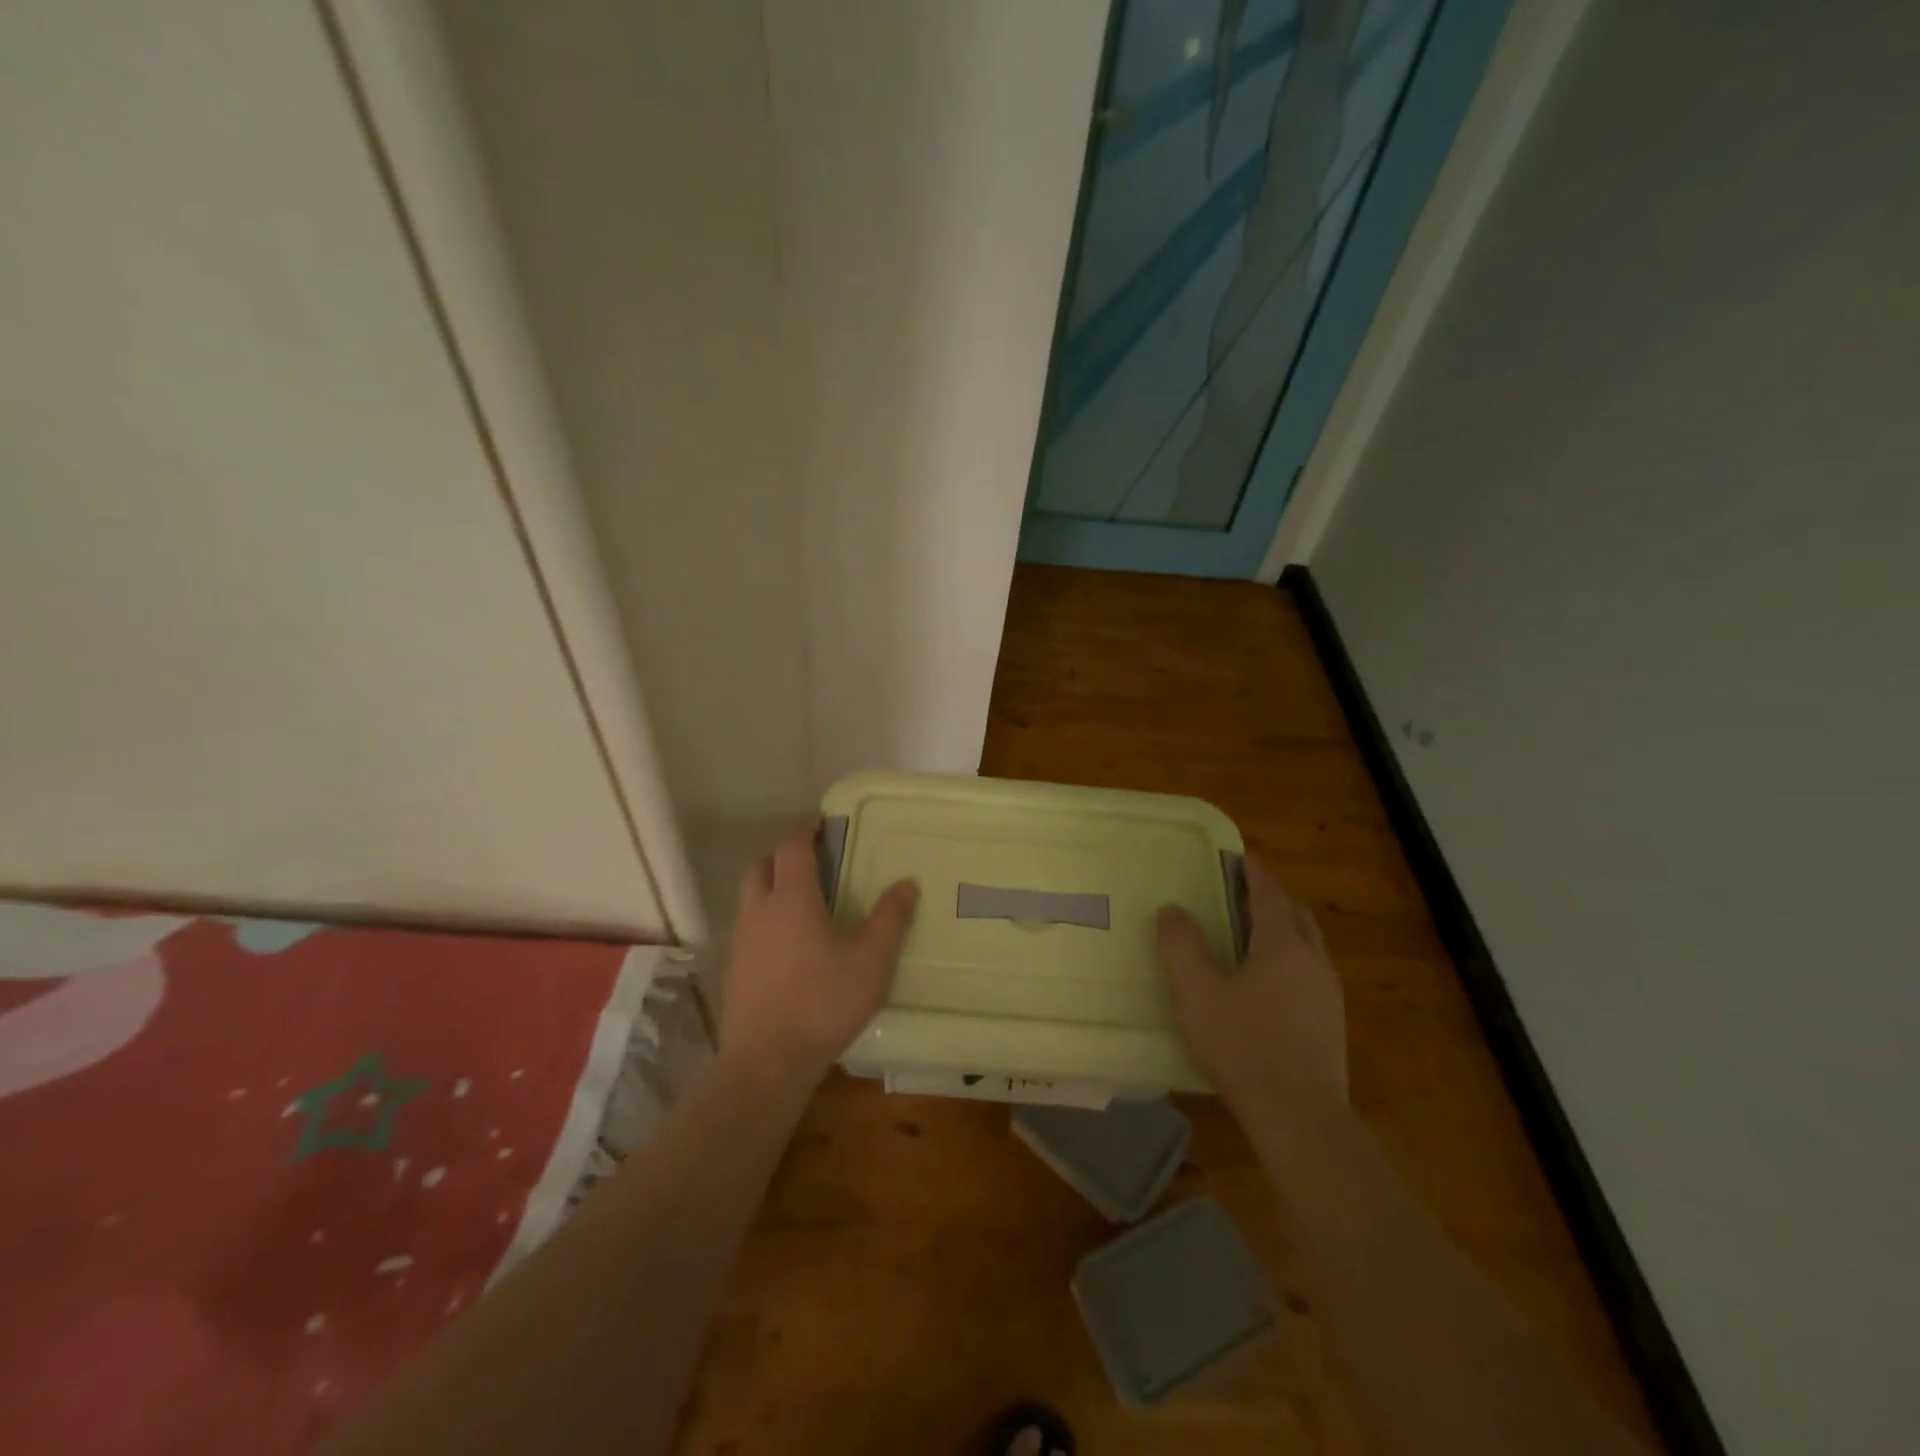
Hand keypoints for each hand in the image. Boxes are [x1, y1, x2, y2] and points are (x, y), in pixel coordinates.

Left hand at [721, 822, 919, 1090]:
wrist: (766, 1062)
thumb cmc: (823, 1001)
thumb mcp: (871, 959)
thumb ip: (891, 918)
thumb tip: (908, 884)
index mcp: (792, 898)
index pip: (792, 847)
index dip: (806, 830)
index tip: (822, 823)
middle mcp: (760, 911)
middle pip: (762, 866)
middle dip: (784, 855)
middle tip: (812, 860)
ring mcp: (742, 941)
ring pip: (751, 897)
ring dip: (772, 887)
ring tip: (805, 902)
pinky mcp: (735, 970)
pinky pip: (750, 928)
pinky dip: (767, 919)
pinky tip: (791, 945)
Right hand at [1157, 856, 1346, 1119]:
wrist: (1300, 1117)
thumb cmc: (1243, 1045)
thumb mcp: (1197, 992)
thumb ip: (1181, 945)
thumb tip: (1172, 909)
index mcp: (1283, 944)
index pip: (1269, 892)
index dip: (1253, 871)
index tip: (1236, 857)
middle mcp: (1313, 959)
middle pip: (1295, 913)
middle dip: (1271, 896)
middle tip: (1240, 892)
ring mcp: (1328, 992)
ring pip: (1308, 942)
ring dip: (1283, 926)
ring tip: (1251, 933)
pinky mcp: (1331, 1021)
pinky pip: (1311, 970)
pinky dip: (1290, 956)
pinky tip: (1267, 981)